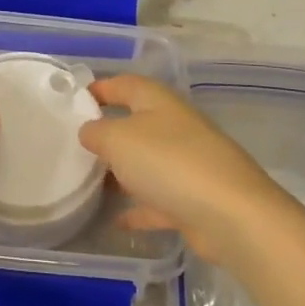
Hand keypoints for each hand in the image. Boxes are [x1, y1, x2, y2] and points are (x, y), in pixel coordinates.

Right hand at [79, 75, 299, 262]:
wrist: (231, 215)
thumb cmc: (169, 162)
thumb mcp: (118, 139)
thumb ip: (97, 132)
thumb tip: (89, 131)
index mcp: (159, 102)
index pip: (126, 84)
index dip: (100, 88)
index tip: (73, 101)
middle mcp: (175, 127)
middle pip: (136, 124)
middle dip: (108, 133)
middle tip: (75, 146)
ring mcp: (188, 164)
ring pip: (147, 163)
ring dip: (122, 172)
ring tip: (89, 182)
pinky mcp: (194, 200)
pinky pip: (159, 200)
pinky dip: (140, 208)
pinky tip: (118, 221)